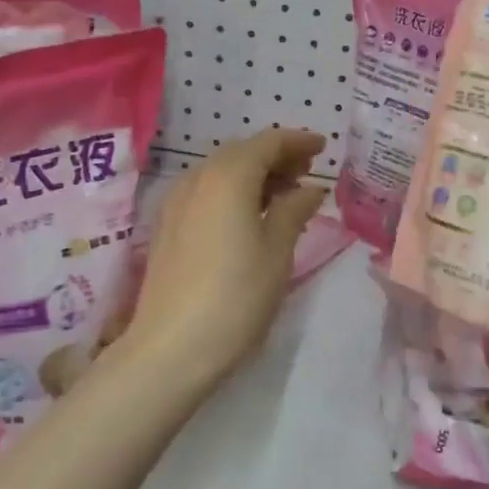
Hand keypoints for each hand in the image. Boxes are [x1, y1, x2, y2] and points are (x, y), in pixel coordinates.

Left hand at [118, 128, 328, 395]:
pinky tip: (248, 216)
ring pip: (220, 172)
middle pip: (241, 153)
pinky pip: (205, 192)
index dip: (297, 141)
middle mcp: (197, 178)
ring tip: (283, 195)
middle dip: (275, 157)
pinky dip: (232, 192)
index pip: (267, 142)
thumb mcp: (277, 251)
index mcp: (228, 176)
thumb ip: (295, 210)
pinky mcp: (166, 226)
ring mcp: (176, 202)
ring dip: (253, 174)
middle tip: (306, 171)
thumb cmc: (236, 296)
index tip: (322, 147)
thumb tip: (311, 189)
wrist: (171, 347)